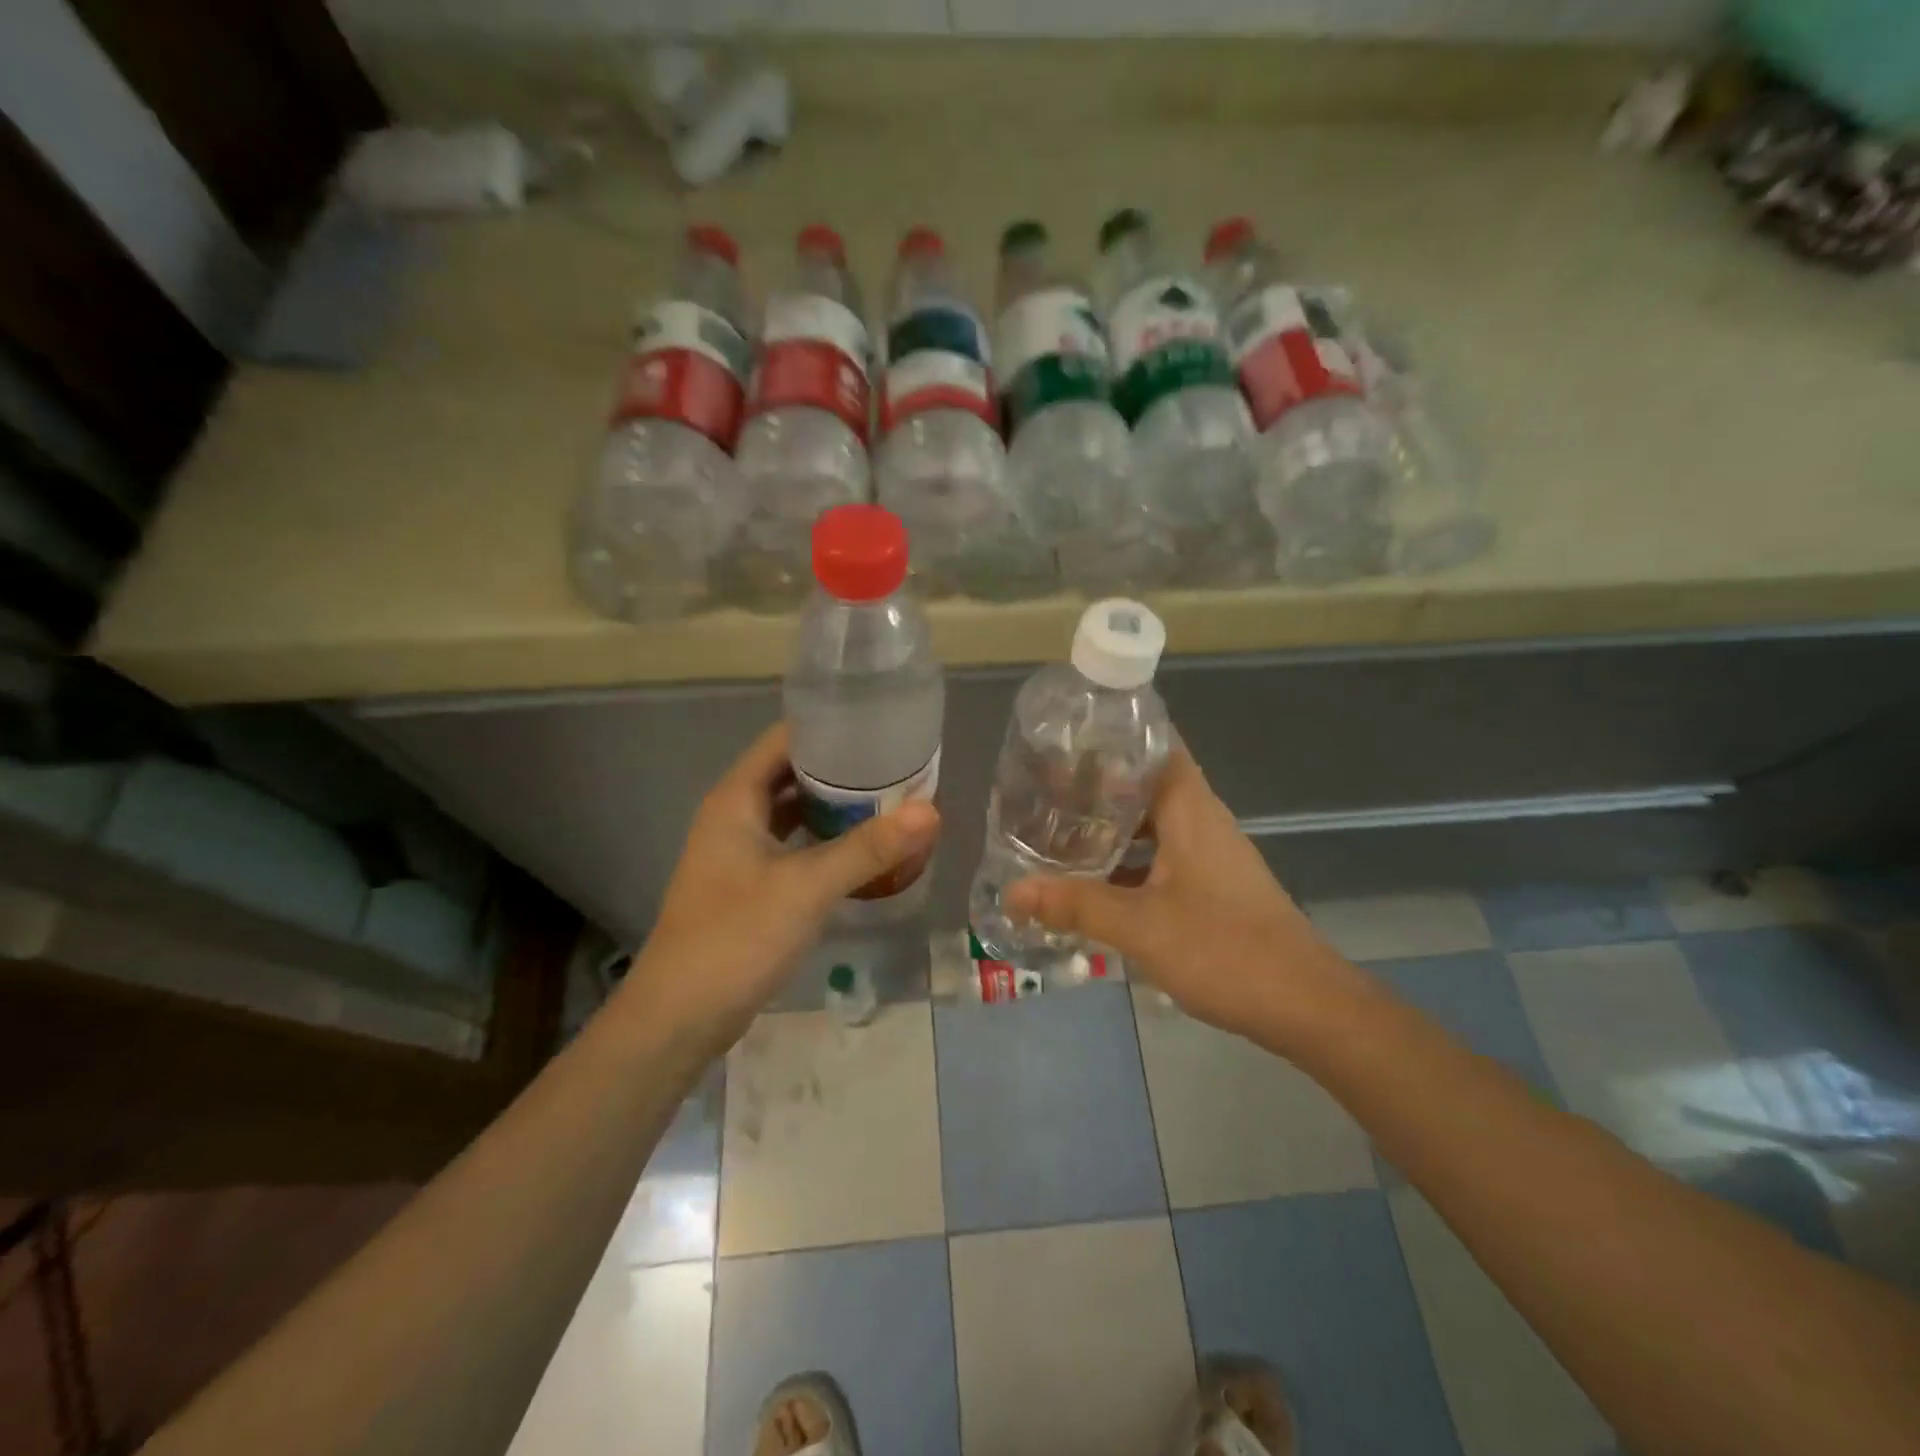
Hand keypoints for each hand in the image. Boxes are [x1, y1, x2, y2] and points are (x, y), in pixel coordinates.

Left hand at [619, 723, 939, 1048]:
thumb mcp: (807, 887)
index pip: (785, 739)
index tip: (880, 727)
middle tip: (896, 765)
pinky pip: (792, 846)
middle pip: (792, 773)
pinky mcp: (748, 885)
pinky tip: (859, 849)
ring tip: (887, 799)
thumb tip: (931, 811)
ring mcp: (738, 852)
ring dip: (834, 806)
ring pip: (792, 812)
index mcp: (736, 798)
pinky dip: (823, 840)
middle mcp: (734, 815)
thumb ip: (868, 848)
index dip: (830, 727)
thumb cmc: (737, 937)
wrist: (680, 1017)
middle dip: (841, 769)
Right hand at [1004, 741, 1362, 1044]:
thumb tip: (1013, 891)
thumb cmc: (1224, 950)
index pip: (1156, 745)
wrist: (1304, 1006)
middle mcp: (1201, 822)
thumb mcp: (1140, 927)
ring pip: (1151, 826)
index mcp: (1190, 810)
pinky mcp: (1211, 887)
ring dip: (1110, 828)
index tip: (1067, 736)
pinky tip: (1093, 884)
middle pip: (1145, 785)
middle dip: (1096, 785)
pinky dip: (1127, 862)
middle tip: (1043, 789)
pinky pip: (1160, 858)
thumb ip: (1076, 905)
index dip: (1114, 734)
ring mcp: (1209, 856)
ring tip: (1057, 832)